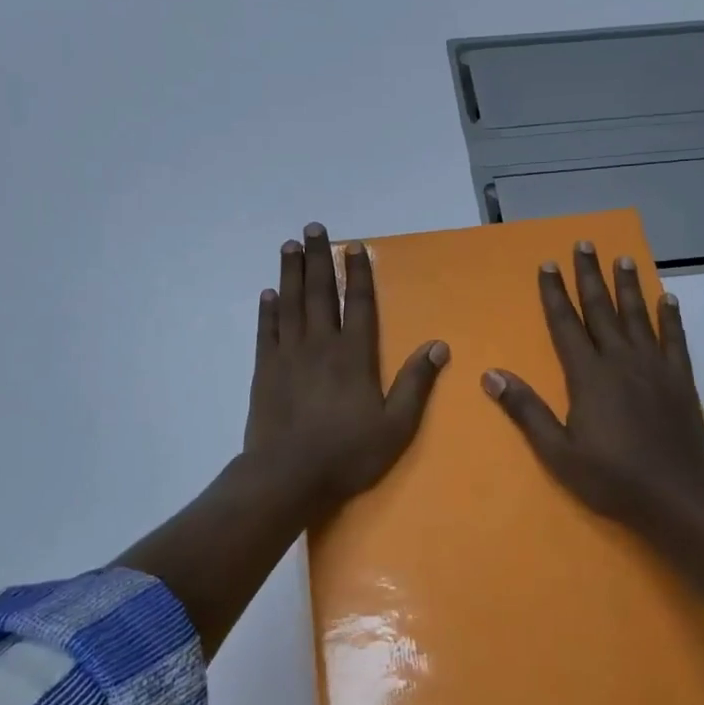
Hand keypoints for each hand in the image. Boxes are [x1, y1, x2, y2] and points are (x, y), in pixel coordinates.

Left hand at [243, 222, 448, 509]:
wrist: (288, 477)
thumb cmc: (347, 454)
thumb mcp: (396, 426)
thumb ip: (416, 383)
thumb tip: (438, 345)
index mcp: (354, 355)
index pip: (358, 303)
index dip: (358, 273)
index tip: (355, 247)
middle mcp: (320, 345)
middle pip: (320, 292)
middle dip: (318, 258)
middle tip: (313, 227)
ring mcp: (288, 355)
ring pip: (290, 303)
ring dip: (291, 272)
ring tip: (290, 245)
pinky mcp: (264, 370)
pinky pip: (266, 331)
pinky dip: (267, 310)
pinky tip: (268, 293)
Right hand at [482, 240, 703, 532]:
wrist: (679, 495)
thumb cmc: (612, 477)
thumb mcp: (558, 452)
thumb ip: (526, 410)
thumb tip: (491, 375)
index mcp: (588, 376)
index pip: (566, 324)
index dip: (554, 294)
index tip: (548, 264)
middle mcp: (620, 360)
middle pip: (601, 309)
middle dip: (589, 276)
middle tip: (584, 244)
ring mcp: (654, 366)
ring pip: (637, 316)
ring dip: (628, 285)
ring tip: (622, 258)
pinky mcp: (680, 379)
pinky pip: (675, 338)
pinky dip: (670, 317)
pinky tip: (668, 298)